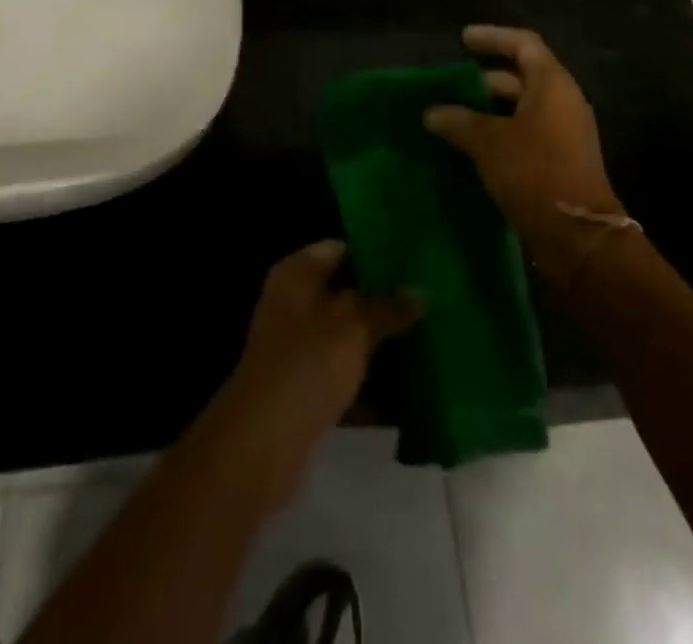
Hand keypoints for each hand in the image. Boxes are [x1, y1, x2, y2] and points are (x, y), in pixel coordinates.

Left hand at [201, 240, 417, 509]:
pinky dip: (371, 382)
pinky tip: (411, 389)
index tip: (415, 262)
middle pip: (346, 294)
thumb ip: (388, 307)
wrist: (261, 444)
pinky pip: (346, 376)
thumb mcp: (354, 328)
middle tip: (430, 303)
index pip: (341, 249)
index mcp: (297, 275)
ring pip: (348, 337)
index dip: (376, 253)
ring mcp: (298, 348)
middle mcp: (293, 304)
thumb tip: (420, 291)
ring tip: (429, 341)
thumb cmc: (307, 365)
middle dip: (385, 302)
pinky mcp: (305, 389)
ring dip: (382, 343)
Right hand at [423, 26, 625, 274]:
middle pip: (521, 76)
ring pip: (521, 108)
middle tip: (449, 86)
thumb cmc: (534, 172)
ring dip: (488, 110)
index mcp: (552, 85)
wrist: (577, 234)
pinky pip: (524, 134)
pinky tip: (469, 146)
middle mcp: (562, 103)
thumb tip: (432, 112)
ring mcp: (563, 133)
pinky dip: (497, 133)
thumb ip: (458, 121)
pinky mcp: (559, 161)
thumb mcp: (488, 142)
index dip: (493, 37)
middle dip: (484, 79)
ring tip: (452, 116)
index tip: (463, 39)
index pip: (523, 44)